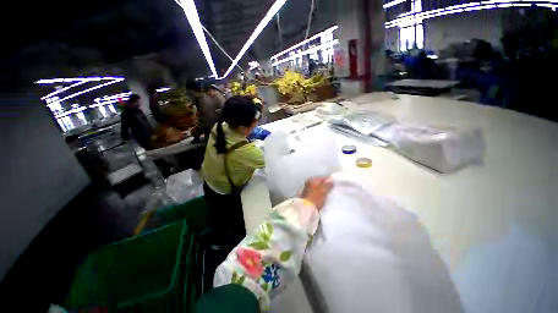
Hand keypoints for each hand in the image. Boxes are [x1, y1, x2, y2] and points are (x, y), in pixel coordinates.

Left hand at [301, 177, 333, 210]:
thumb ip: (328, 185)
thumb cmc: (315, 198)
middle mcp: (308, 183)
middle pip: (320, 183)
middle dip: (326, 186)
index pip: (323, 178)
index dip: (329, 181)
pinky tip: (324, 198)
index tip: (336, 184)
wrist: (306, 209)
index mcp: (312, 180)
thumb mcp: (323, 191)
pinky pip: (316, 193)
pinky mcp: (308, 196)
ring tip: (330, 194)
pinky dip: (320, 194)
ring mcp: (307, 190)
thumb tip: (332, 180)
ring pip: (318, 188)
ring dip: (323, 191)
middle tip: (334, 189)